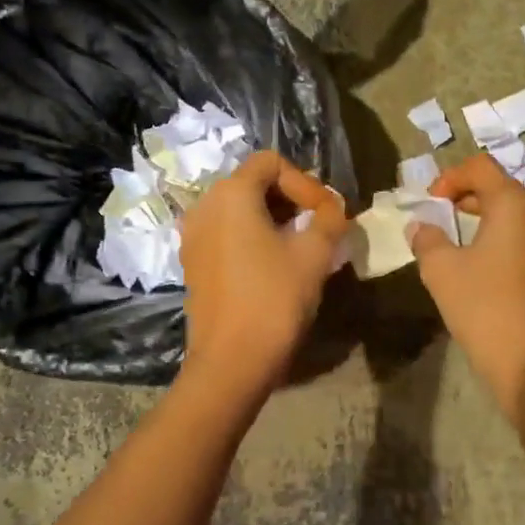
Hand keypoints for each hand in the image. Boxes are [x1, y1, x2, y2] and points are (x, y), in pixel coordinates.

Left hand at [180, 151, 345, 398]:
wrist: (231, 362)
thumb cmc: (275, 298)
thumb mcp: (315, 254)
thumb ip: (329, 218)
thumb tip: (332, 207)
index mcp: (231, 194)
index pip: (271, 162)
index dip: (304, 181)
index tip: (325, 212)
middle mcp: (204, 206)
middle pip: (252, 182)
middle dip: (290, 198)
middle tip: (318, 224)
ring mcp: (193, 236)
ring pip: (238, 209)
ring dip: (272, 217)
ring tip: (300, 244)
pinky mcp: (192, 263)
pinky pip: (226, 233)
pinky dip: (251, 236)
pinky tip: (273, 263)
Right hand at [407, 154, 524, 420]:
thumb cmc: (483, 306)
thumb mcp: (441, 269)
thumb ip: (427, 238)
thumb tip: (421, 227)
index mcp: (515, 205)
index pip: (481, 167)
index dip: (450, 177)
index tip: (430, 203)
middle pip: (501, 187)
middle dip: (466, 196)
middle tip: (439, 217)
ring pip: (515, 214)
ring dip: (484, 218)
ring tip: (457, 241)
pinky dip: (502, 239)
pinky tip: (482, 266)